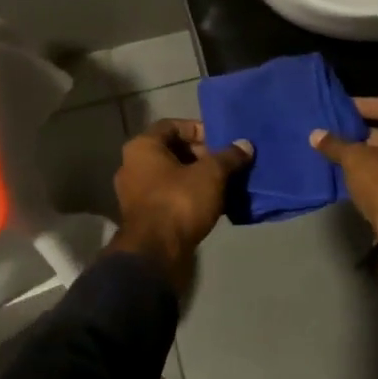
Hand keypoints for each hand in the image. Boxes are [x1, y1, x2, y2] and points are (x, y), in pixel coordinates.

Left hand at [111, 119, 252, 292]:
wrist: (155, 252)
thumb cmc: (179, 201)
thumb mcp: (211, 174)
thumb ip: (229, 156)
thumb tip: (245, 145)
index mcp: (142, 146)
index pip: (173, 126)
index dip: (199, 130)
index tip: (222, 141)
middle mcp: (132, 165)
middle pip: (172, 151)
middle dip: (202, 156)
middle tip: (226, 164)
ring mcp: (134, 192)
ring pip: (172, 176)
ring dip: (197, 178)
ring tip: (224, 185)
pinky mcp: (142, 216)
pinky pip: (169, 196)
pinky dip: (189, 196)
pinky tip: (213, 205)